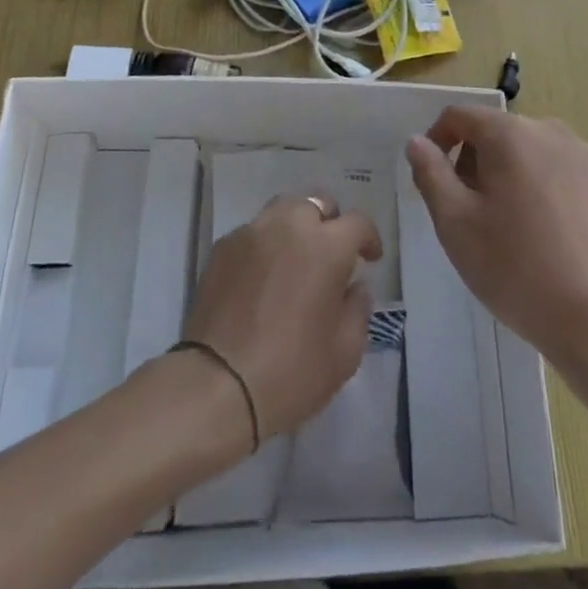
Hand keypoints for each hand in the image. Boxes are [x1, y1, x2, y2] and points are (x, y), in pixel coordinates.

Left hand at [182, 197, 381, 441]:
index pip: (358, 223)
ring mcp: (253, 232)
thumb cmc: (291, 372)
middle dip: (330, 223)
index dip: (368, 238)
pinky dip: (265, 244)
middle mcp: (290, 225)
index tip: (369, 258)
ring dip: (296, 226)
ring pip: (283, 210)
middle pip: (317, 204)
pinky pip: (253, 232)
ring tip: (295, 257)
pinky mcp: (223, 246)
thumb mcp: (345, 353)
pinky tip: (262, 275)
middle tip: (331, 254)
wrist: (217, 385)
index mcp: (327, 246)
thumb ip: (358, 310)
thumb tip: (355, 286)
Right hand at [406, 105, 587, 366]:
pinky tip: (542, 230)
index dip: (437, 140)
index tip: (433, 179)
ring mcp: (582, 154)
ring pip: (527, 149)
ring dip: (506, 172)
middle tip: (468, 211)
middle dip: (473, 161)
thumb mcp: (454, 222)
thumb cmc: (513, 267)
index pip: (459, 115)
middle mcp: (548, 129)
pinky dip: (539, 184)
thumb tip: (418, 142)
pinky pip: (556, 168)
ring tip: (505, 223)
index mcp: (509, 133)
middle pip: (495, 131)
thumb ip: (430, 173)